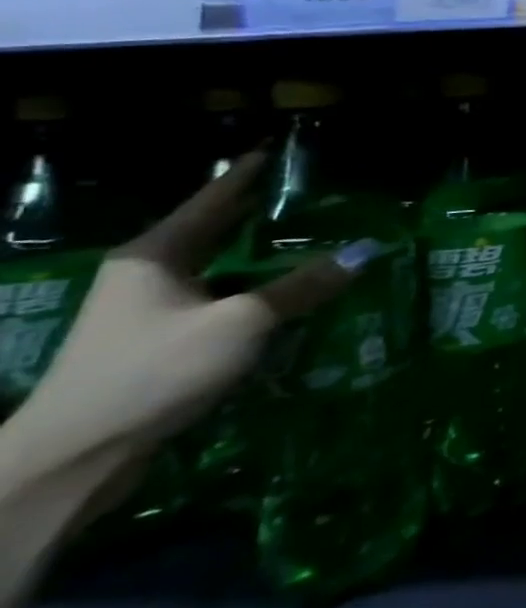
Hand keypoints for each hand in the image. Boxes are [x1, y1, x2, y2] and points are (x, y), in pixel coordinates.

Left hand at [6, 152, 371, 479]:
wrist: (77, 455)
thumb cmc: (155, 371)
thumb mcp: (241, 323)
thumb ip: (303, 287)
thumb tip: (367, 250)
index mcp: (156, 255)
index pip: (212, 199)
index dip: (247, 174)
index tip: (279, 151)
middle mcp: (148, 274)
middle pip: (216, 233)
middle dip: (261, 216)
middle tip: (314, 197)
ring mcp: (148, 311)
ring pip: (220, 270)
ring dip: (263, 259)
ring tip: (315, 242)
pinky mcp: (159, 342)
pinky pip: (219, 301)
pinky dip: (255, 293)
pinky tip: (289, 295)